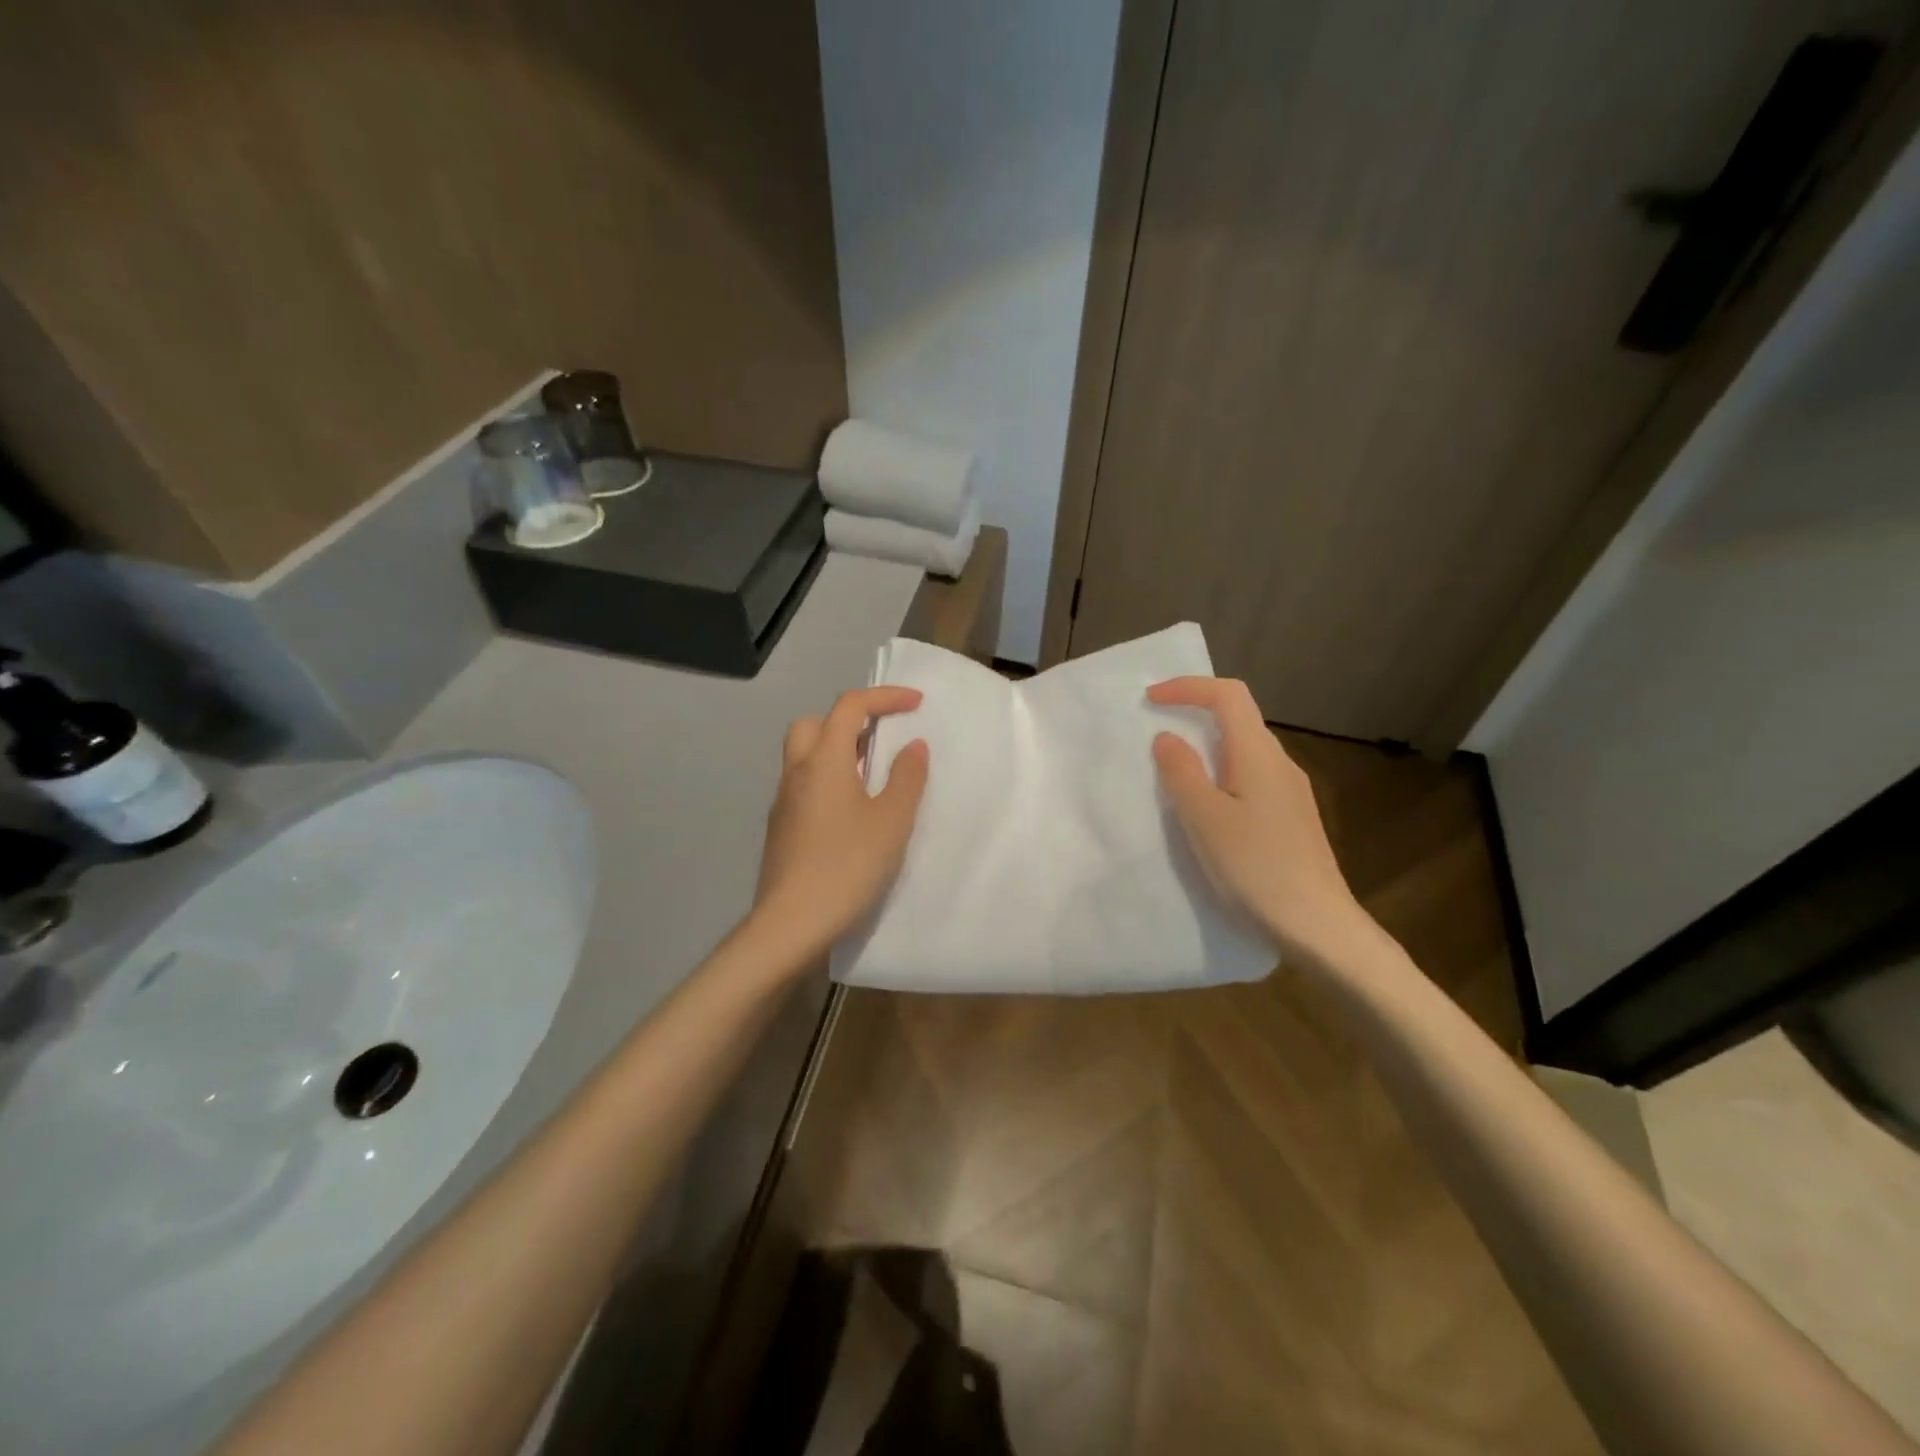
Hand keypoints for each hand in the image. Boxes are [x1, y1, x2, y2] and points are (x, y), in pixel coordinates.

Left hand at [752, 685, 929, 962]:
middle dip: (849, 720)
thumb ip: (907, 777)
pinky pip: (804, 785)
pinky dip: (827, 780)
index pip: (850, 706)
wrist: (791, 923)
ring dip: (837, 751)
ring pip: (805, 755)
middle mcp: (797, 772)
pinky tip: (850, 813)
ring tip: (872, 777)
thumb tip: (913, 746)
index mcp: (824, 760)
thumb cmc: (848, 865)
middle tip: (880, 740)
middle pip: (814, 724)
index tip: (915, 704)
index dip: (884, 697)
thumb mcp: (892, 821)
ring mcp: (783, 802)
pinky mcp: (780, 829)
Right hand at [1148, 676, 1370, 964]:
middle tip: (1155, 733)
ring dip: (1207, 748)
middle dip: (1195, 714)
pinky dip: (1221, 775)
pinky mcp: (1291, 817)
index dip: (1188, 687)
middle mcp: (1280, 763)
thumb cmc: (1255, 868)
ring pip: (1244, 750)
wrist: (1317, 925)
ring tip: (1173, 772)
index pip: (1228, 695)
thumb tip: (1167, 738)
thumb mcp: (1204, 819)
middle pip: (1239, 718)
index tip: (1150, 699)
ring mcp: (1290, 791)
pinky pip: (1250, 777)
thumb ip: (1181, 772)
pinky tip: (1207, 809)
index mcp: (1258, 755)